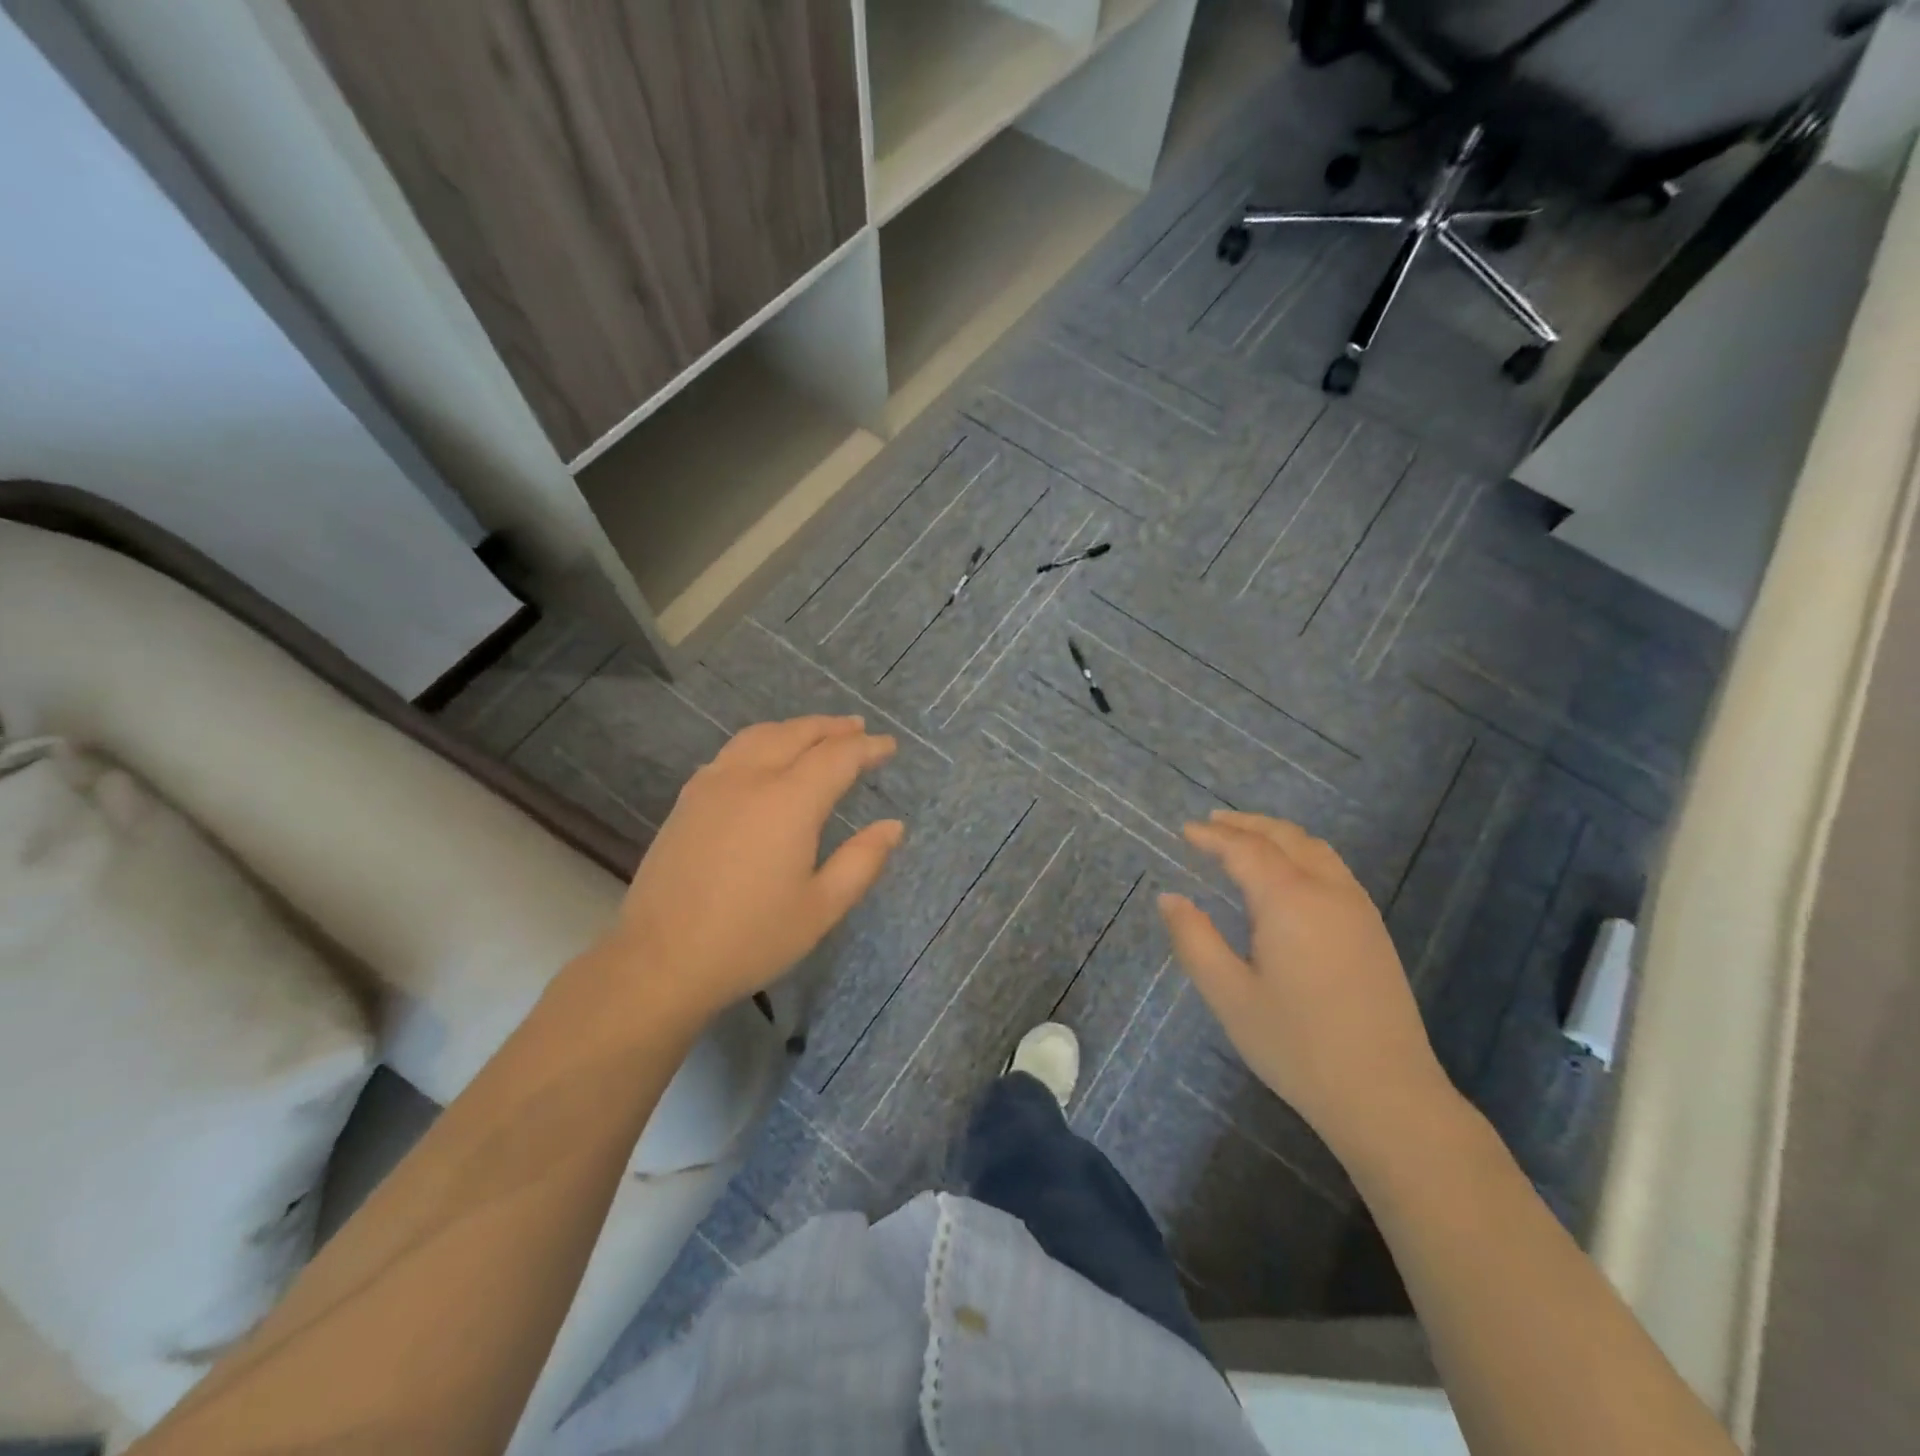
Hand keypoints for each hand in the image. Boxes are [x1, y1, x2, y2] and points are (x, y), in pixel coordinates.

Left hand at [613, 716, 901, 1021]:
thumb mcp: (821, 908)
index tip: (889, 746)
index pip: (837, 757)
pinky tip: (765, 759)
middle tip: (858, 728)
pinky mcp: (688, 800)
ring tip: (817, 735)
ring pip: (760, 735)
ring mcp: (712, 785)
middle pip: (797, 734)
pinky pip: (732, 752)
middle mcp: (751, 778)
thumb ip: (862, 861)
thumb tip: (893, 826)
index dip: (867, 747)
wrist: (659, 960)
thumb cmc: (750, 938)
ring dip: (795, 729)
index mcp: (789, 802)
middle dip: (832, 728)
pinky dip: (762, 742)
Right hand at [1157, 810, 1454, 1157]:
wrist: (1386, 1094)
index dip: (1212, 837)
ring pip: (1314, 848)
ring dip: (1276, 834)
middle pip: (1284, 837)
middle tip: (1211, 824)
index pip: (1244, 850)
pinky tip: (1289, 873)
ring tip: (1246, 838)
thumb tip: (1170, 898)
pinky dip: (1302, 852)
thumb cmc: (1296, 1045)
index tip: (1185, 831)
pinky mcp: (1373, 929)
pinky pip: (1333, 868)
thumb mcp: (1229, 995)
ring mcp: (1357, 908)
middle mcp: (1327, 890)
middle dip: (1245, 824)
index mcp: (1288, 900)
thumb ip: (1194, 939)